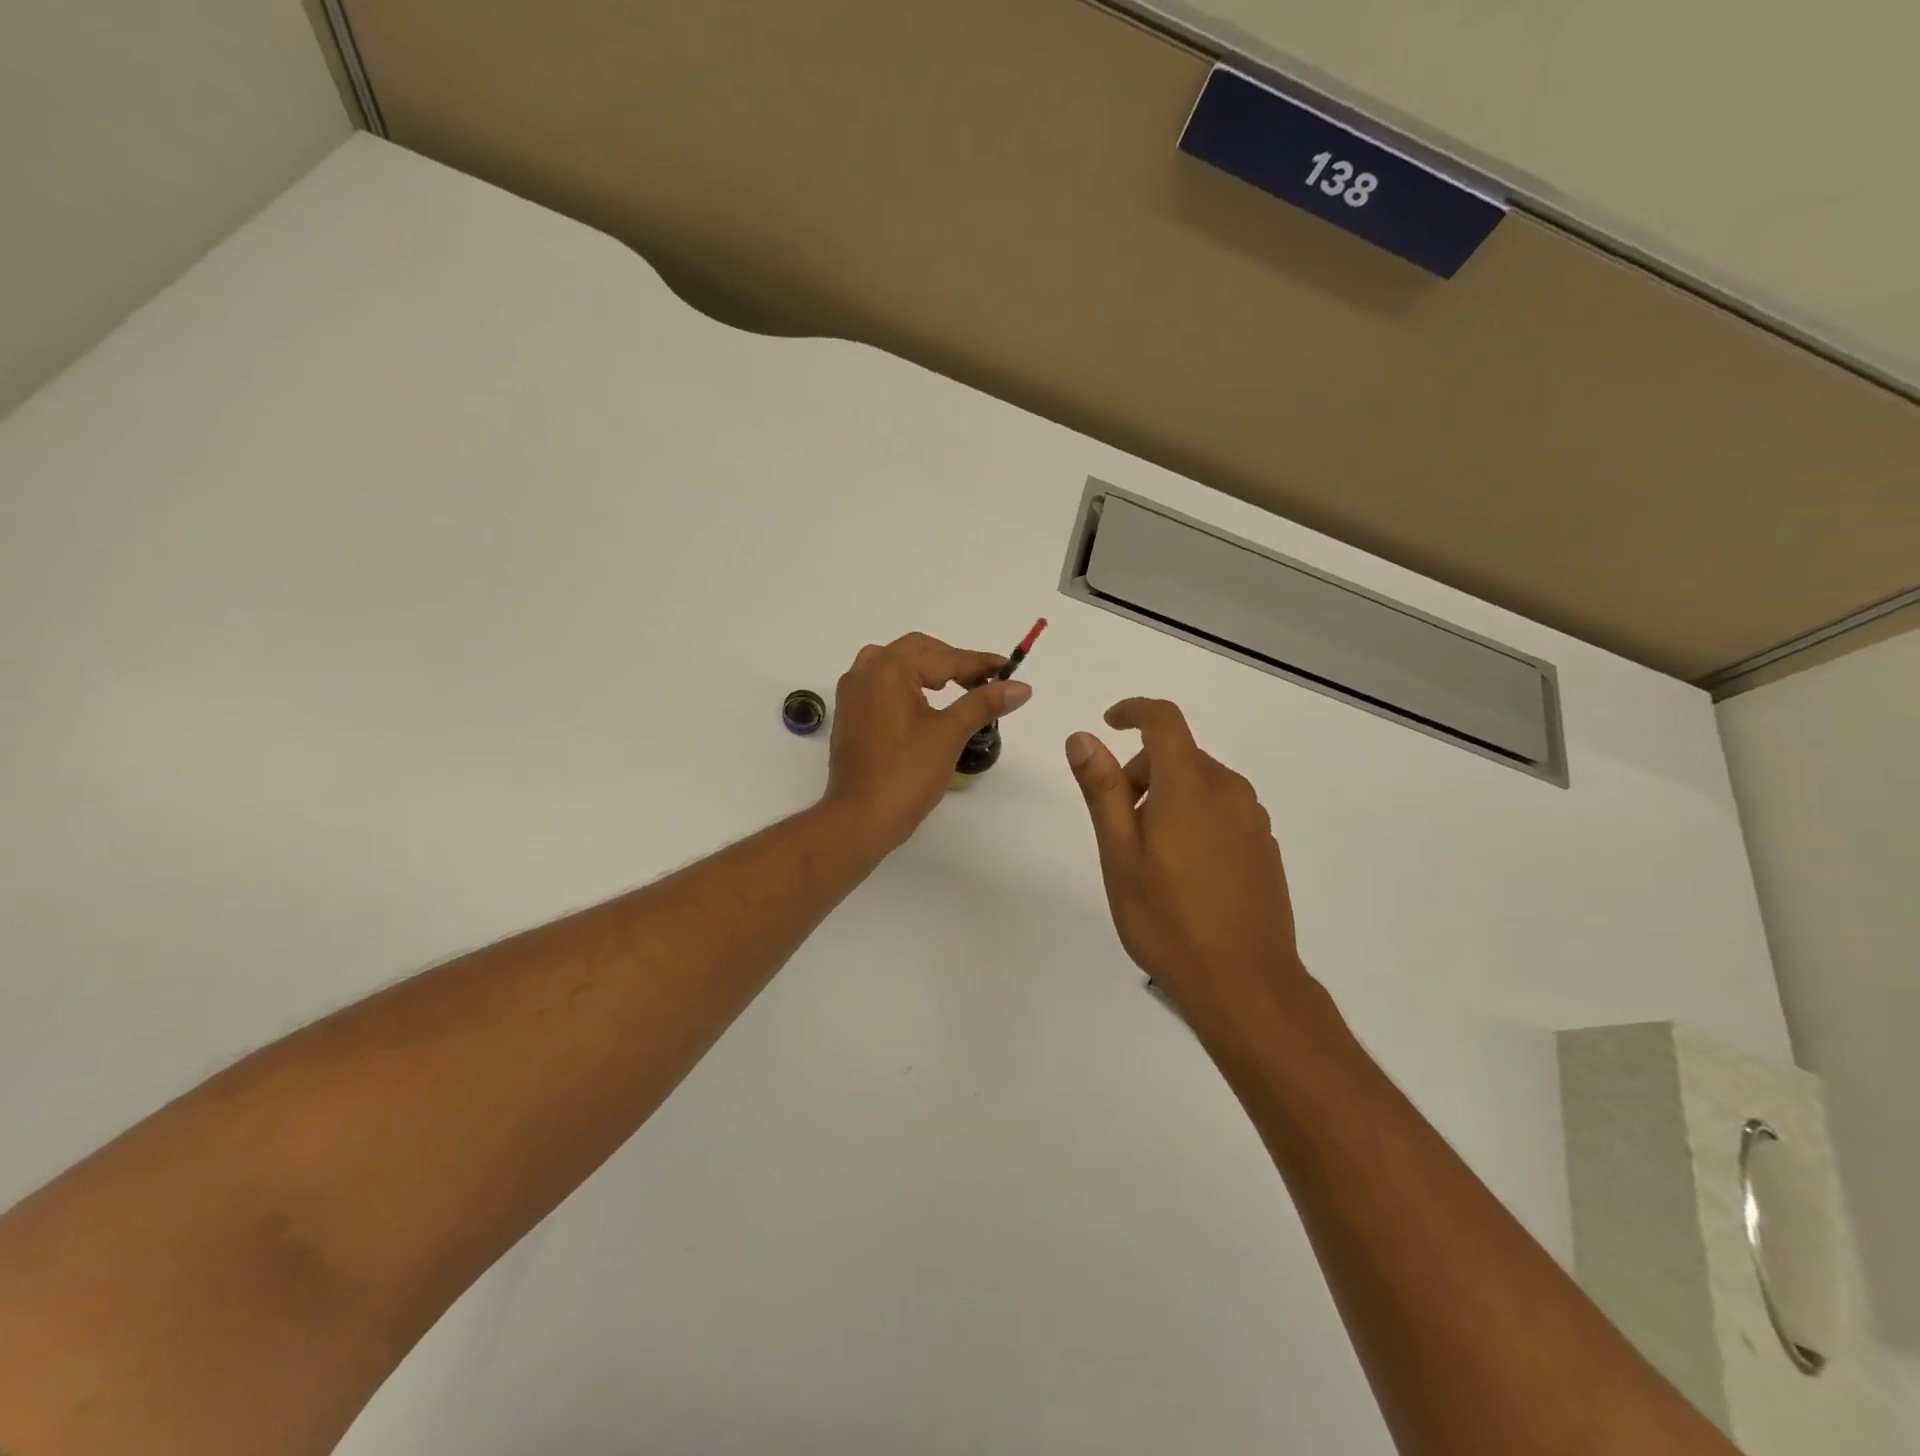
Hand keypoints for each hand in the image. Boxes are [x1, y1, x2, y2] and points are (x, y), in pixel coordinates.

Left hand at [824, 633, 1032, 849]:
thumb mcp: (950, 734)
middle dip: (952, 661)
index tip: (1009, 670)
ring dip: (925, 668)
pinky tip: (922, 703)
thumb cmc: (907, 773)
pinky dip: (904, 683)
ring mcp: (852, 693)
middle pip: (916, 650)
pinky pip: (879, 683)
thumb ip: (983, 703)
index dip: (980, 664)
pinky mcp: (848, 714)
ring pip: (894, 663)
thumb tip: (1021, 687)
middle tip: (983, 681)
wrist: (860, 817)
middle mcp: (866, 671)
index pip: (944, 658)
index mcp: (890, 669)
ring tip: (953, 687)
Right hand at [1066, 698, 1305, 1029]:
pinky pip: (1222, 811)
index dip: (1134, 711)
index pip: (1164, 721)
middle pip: (1179, 756)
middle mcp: (1229, 791)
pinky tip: (1185, 873)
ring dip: (1168, 797)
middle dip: (1141, 772)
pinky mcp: (1265, 847)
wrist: (1245, 984)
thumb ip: (1102, 791)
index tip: (1107, 723)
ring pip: (1201, 784)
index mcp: (1190, 787)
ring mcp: (1253, 820)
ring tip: (1151, 857)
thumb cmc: (1168, 920)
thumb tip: (1083, 738)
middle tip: (1119, 825)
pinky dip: (1195, 818)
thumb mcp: (1120, 855)